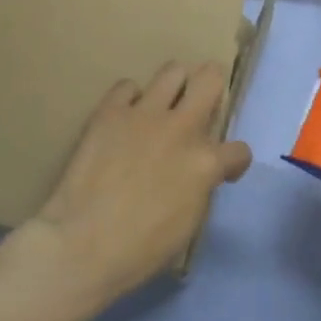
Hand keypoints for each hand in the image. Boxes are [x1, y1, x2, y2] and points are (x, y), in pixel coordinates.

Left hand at [10, 62, 251, 318]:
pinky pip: (126, 86)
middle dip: (212, 87)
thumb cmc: (139, 250)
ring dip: (174, 85)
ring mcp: (144, 115)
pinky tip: (125, 118)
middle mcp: (181, 128)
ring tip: (165, 103)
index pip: (238, 150)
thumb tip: (198, 174)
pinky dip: (129, 99)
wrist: (82, 244)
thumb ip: (200, 187)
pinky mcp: (109, 112)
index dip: (233, 162)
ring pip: (172, 70)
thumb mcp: (188, 224)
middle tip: (203, 102)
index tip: (223, 171)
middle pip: (210, 79)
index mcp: (205, 163)